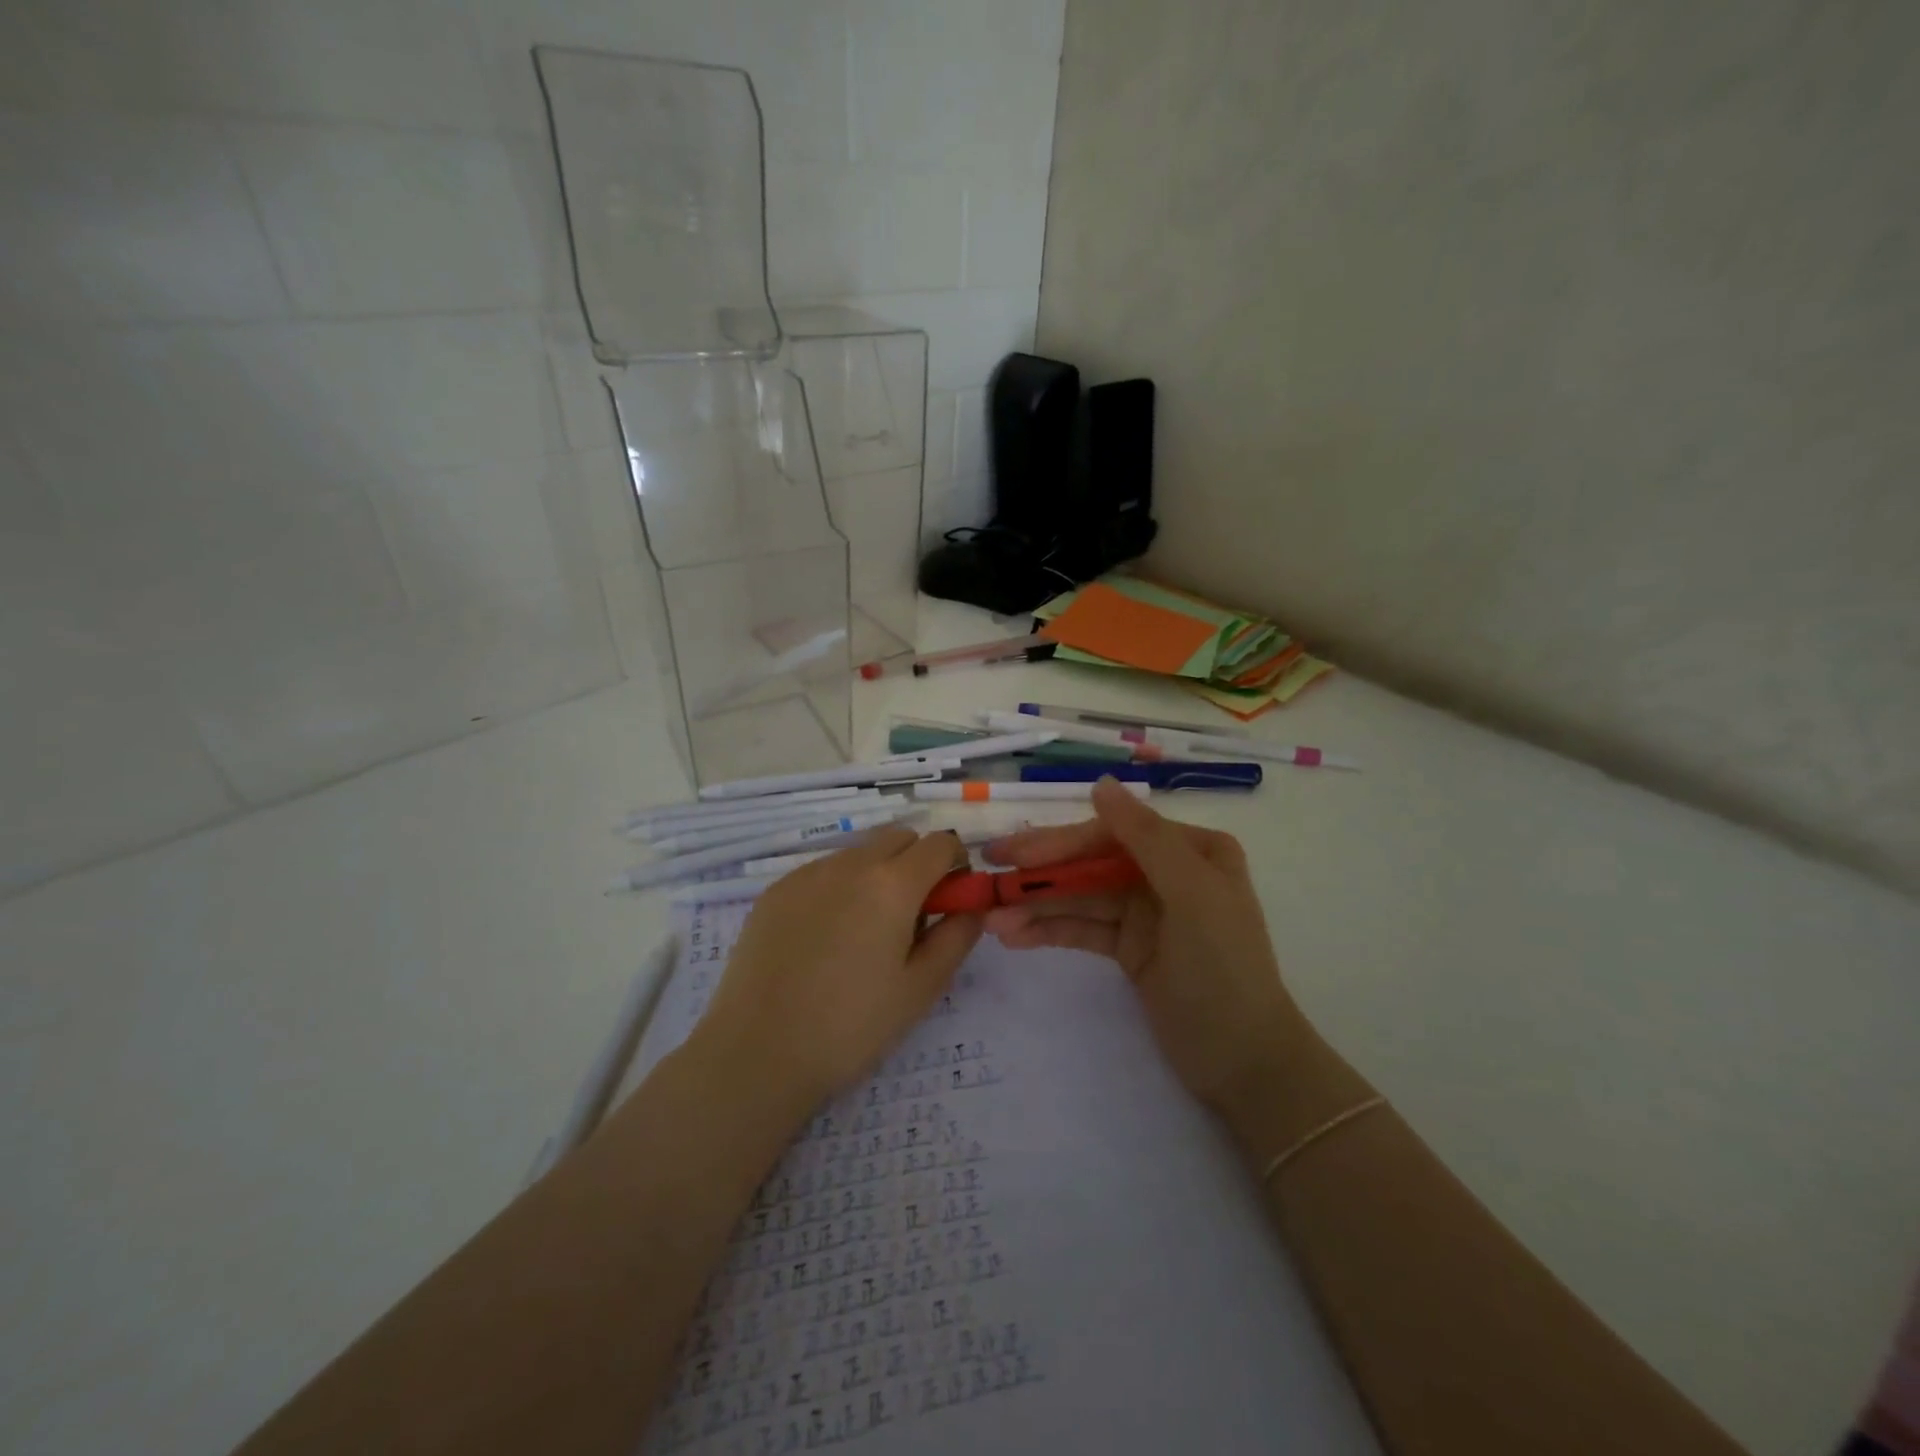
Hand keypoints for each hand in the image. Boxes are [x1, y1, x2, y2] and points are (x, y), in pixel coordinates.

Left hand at [695, 828, 983, 1108]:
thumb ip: (957, 937)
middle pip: (899, 838)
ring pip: (859, 853)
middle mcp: (850, 864)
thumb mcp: (921, 988)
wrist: (756, 1052)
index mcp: (892, 884)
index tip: (950, 900)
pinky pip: (822, 872)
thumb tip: (972, 906)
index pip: (940, 843)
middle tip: (911, 917)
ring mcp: (806, 874)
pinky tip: (823, 940)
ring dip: (876, 874)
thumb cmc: (851, 1026)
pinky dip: (838, 889)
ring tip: (862, 934)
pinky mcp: (774, 891)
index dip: (955, 865)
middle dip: (917, 863)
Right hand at [983, 778, 1306, 1111]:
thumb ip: (1146, 838)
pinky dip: (1051, 931)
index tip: (1016, 856)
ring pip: (1082, 898)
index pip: (1114, 834)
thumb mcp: (1192, 896)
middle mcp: (1167, 872)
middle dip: (1042, 874)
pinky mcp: (1130, 948)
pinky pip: (1084, 929)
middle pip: (1092, 863)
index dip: (1062, 843)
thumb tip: (1100, 784)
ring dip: (1039, 907)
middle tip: (989, 878)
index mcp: (1191, 850)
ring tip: (992, 921)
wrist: (1244, 1064)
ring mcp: (1147, 911)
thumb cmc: (1224, 970)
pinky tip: (1016, 936)